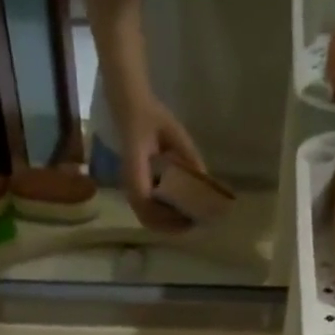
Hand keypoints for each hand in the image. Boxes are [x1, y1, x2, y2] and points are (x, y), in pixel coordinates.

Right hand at [113, 87, 205, 231]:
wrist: (131, 108)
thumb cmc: (152, 118)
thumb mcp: (175, 132)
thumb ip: (188, 155)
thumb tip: (205, 179)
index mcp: (136, 167)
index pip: (145, 201)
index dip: (166, 215)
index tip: (188, 216)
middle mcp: (129, 182)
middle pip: (146, 218)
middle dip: (169, 226)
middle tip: (192, 224)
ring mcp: (130, 187)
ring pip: (145, 218)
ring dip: (165, 225)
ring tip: (186, 222)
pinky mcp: (134, 187)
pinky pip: (145, 211)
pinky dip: (161, 218)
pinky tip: (176, 214)